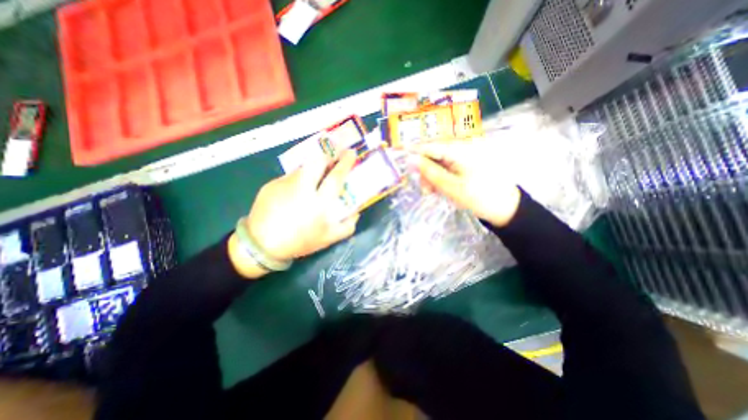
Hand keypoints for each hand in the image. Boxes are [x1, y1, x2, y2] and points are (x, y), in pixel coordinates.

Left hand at [229, 149, 360, 276]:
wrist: (262, 245)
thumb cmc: (300, 242)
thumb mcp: (329, 239)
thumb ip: (347, 225)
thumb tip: (356, 211)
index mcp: (319, 203)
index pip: (335, 177)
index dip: (345, 163)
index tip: (351, 153)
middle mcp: (302, 189)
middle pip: (316, 162)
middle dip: (327, 156)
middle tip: (332, 161)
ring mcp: (285, 184)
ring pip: (303, 168)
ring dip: (312, 170)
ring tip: (313, 181)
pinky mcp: (271, 184)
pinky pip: (290, 177)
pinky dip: (297, 180)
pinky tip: (294, 194)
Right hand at [408, 139, 520, 225]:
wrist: (505, 208)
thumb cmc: (479, 197)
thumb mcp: (450, 186)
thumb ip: (430, 172)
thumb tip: (411, 160)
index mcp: (460, 150)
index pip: (430, 146)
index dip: (414, 151)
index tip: (401, 157)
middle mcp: (462, 149)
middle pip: (434, 155)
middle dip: (426, 171)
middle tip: (425, 190)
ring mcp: (465, 157)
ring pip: (439, 163)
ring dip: (432, 177)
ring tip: (433, 193)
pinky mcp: (466, 165)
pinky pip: (447, 168)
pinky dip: (441, 178)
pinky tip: (441, 189)